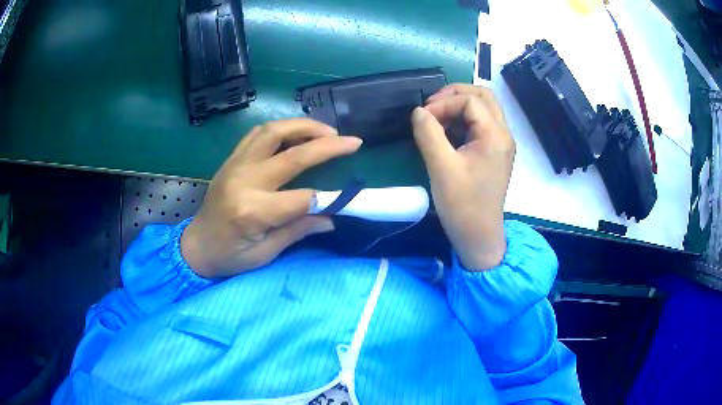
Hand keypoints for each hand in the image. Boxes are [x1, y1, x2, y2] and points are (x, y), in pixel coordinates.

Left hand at [181, 119, 361, 277]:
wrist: (196, 246)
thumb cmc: (229, 256)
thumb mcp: (265, 253)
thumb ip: (298, 231)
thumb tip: (331, 217)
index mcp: (252, 211)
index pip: (301, 198)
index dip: (324, 199)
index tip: (340, 200)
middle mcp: (245, 181)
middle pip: (292, 154)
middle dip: (326, 145)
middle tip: (351, 141)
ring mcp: (235, 165)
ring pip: (273, 131)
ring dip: (303, 126)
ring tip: (327, 131)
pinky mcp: (231, 159)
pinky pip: (257, 133)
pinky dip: (280, 128)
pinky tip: (295, 134)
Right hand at [411, 84, 514, 270]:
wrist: (479, 236)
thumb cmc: (463, 205)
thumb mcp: (441, 167)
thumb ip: (428, 133)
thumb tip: (418, 111)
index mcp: (495, 135)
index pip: (470, 101)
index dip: (444, 103)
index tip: (423, 118)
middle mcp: (503, 134)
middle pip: (483, 96)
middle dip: (455, 95)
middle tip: (432, 107)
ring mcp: (501, 143)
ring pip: (484, 109)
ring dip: (459, 106)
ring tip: (437, 118)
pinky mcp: (495, 153)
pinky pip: (481, 124)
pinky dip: (463, 120)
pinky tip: (447, 132)